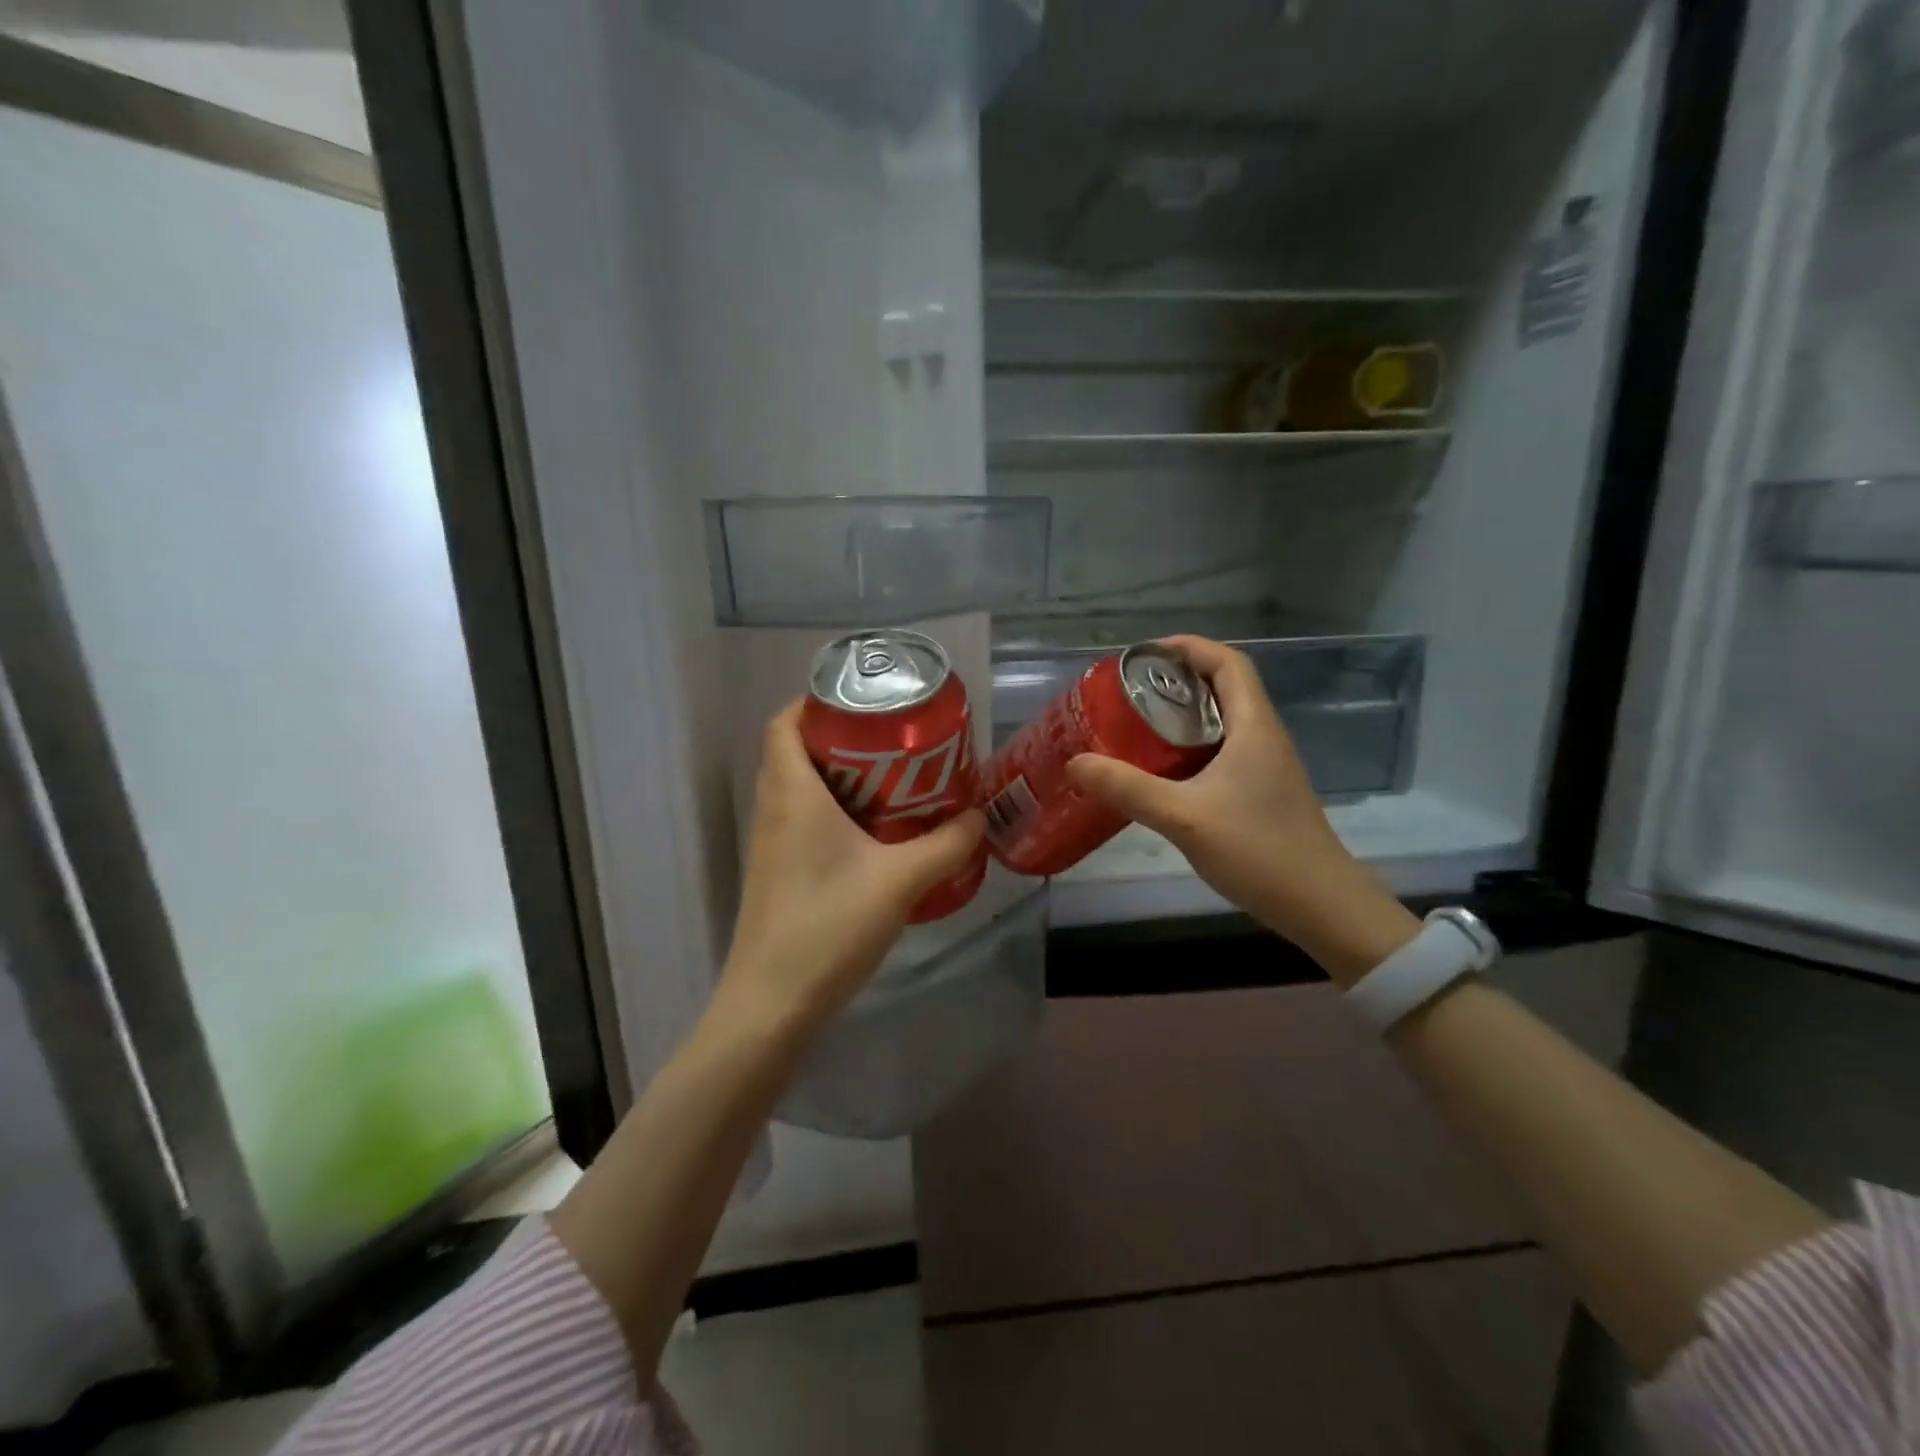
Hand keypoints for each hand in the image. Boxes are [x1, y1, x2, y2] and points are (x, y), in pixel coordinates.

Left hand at [712, 701, 984, 1037]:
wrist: (772, 1004)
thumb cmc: (829, 926)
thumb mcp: (901, 881)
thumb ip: (947, 845)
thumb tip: (978, 818)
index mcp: (793, 794)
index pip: (785, 722)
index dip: (816, 702)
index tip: (864, 702)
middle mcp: (774, 810)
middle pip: (797, 751)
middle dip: (844, 739)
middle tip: (894, 741)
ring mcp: (772, 846)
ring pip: (802, 789)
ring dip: (842, 778)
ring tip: (895, 781)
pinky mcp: (779, 875)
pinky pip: (805, 822)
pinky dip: (837, 813)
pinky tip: (878, 836)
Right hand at [1065, 636, 1416, 982]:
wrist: (1321, 906)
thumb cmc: (1259, 850)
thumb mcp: (1184, 817)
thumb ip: (1128, 788)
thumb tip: (1076, 762)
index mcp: (1254, 726)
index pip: (1229, 662)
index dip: (1189, 647)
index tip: (1145, 654)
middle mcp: (1264, 736)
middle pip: (1224, 687)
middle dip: (1177, 680)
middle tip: (1129, 692)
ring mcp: (1266, 767)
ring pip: (1223, 722)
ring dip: (1183, 715)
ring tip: (1136, 726)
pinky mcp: (1262, 793)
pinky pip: (1222, 752)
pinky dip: (1191, 748)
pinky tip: (1162, 773)